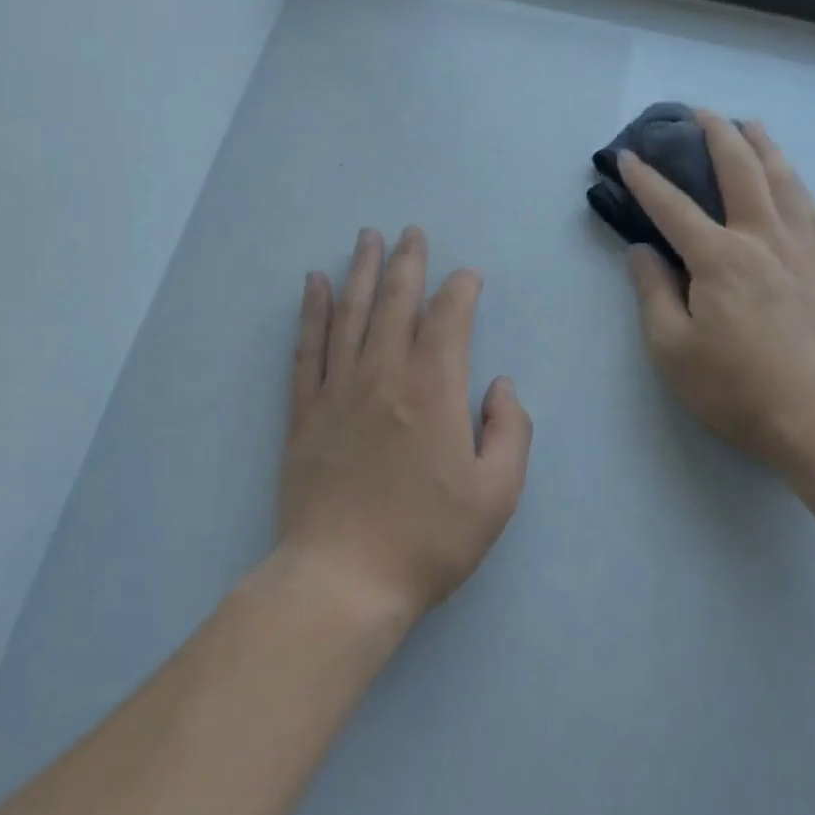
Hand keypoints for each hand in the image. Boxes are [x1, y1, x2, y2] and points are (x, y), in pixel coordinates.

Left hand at [277, 227, 532, 626]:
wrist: (343, 582)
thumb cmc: (429, 539)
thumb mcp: (498, 493)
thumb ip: (510, 429)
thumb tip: (499, 385)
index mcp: (434, 390)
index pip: (449, 318)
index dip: (461, 289)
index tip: (469, 276)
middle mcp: (384, 375)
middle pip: (396, 302)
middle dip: (408, 262)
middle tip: (412, 232)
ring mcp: (338, 392)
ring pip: (351, 314)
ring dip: (361, 271)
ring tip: (367, 237)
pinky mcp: (304, 414)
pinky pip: (308, 349)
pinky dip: (313, 312)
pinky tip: (315, 285)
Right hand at [620, 114, 814, 471]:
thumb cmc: (734, 386)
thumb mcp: (671, 348)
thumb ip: (652, 292)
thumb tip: (641, 250)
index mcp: (718, 257)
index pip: (673, 206)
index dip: (645, 179)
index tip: (628, 156)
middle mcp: (762, 237)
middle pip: (739, 169)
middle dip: (715, 135)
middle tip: (699, 114)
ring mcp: (802, 247)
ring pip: (784, 178)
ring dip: (763, 146)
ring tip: (750, 126)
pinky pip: (812, 208)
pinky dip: (796, 183)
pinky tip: (792, 181)